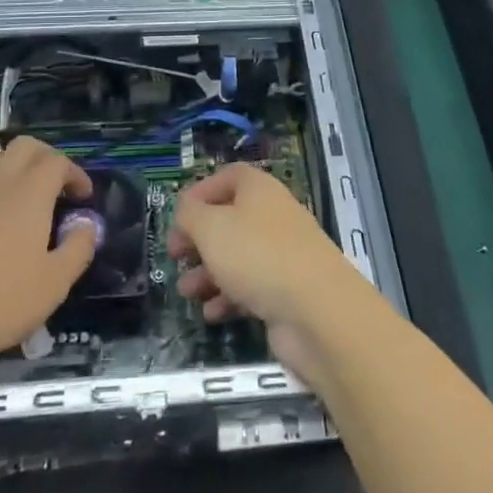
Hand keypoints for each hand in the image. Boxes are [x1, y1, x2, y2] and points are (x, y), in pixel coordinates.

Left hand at [0, 136, 95, 377]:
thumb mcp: (54, 283)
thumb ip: (78, 248)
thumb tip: (86, 225)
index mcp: (29, 193)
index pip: (57, 161)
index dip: (76, 173)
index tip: (84, 198)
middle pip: (25, 147)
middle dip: (47, 158)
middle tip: (59, 187)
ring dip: (18, 174)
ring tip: (28, 208)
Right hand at [167, 164, 370, 379]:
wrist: (316, 310)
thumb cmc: (257, 255)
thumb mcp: (210, 227)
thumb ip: (190, 214)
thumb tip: (187, 210)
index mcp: (259, 189)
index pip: (228, 177)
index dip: (200, 193)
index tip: (178, 217)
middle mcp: (273, 216)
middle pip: (229, 219)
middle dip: (199, 239)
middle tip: (175, 257)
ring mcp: (283, 254)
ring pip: (238, 256)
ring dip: (208, 273)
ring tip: (187, 292)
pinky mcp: (287, 290)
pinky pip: (251, 287)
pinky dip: (229, 298)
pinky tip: (212, 315)